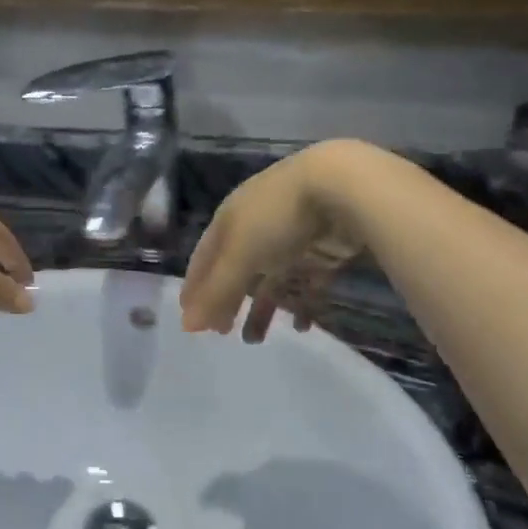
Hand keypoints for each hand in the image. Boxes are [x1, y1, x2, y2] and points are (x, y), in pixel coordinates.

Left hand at [0, 474, 75, 528]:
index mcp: (39, 498)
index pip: (60, 485)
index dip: (62, 490)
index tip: (63, 497)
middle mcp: (18, 484)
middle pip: (30, 482)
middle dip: (31, 493)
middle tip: (28, 514)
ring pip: (3, 483)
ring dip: (4, 494)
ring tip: (0, 516)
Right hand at [179, 142, 371, 340]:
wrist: (342, 187)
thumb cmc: (277, 218)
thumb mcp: (239, 254)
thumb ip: (215, 291)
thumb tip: (185, 326)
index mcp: (230, 220)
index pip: (205, 257)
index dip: (196, 286)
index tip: (188, 317)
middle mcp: (257, 228)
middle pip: (237, 270)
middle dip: (227, 300)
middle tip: (222, 333)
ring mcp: (291, 239)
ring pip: (271, 280)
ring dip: (262, 309)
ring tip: (255, 341)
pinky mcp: (323, 251)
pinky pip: (307, 283)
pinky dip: (301, 304)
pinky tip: (301, 327)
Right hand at [201, 460, 374, 528]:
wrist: (341, 504)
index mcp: (245, 487)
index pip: (220, 487)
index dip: (210, 495)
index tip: (203, 502)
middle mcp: (263, 471)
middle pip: (245, 479)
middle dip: (239, 491)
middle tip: (235, 503)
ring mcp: (291, 468)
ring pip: (270, 478)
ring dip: (265, 489)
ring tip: (266, 504)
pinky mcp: (316, 471)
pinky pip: (294, 480)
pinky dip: (288, 490)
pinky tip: (296, 503)